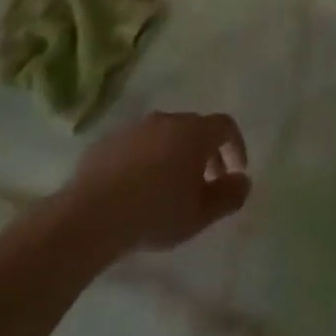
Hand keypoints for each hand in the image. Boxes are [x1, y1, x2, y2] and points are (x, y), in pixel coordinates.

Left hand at [64, 111, 251, 253]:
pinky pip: (137, 146)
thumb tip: (243, 181)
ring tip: (170, 188)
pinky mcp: (108, 141)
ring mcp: (134, 128)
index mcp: (193, 132)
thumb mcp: (200, 214)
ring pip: (164, 135)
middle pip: (194, 128)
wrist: (93, 214)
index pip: (225, 126)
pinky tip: (138, 189)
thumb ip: (229, 196)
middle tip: (206, 184)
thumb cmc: (156, 212)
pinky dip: (146, 160)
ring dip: (175, 155)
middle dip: (206, 153)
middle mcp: (165, 120)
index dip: (236, 146)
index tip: (236, 171)